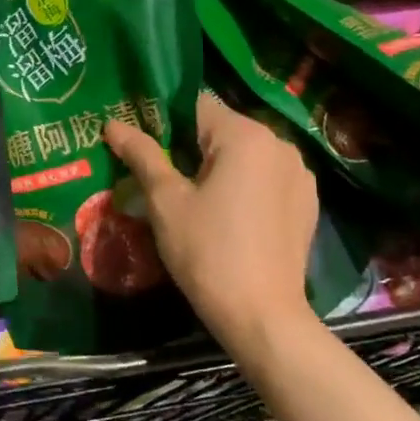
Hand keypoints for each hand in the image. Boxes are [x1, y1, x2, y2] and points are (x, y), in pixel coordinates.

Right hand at [103, 93, 318, 359]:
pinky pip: (264, 177)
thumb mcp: (165, 200)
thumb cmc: (207, 250)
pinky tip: (222, 213)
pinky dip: (240, 184)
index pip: (194, 104)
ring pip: (243, 154)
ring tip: (186, 193)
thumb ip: (142, 154)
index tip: (139, 139)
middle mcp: (279, 144)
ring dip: (215, 164)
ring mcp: (298, 174)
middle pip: (220, 128)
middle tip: (154, 170)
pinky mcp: (306, 202)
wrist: (262, 316)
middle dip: (187, 143)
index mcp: (245, 136)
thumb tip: (113, 123)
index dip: (162, 117)